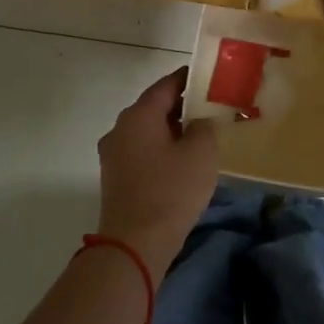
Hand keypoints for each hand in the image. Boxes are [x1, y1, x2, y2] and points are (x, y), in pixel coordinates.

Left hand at [96, 69, 219, 281]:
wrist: (135, 244)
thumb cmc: (171, 191)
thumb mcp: (201, 153)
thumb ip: (203, 126)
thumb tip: (197, 121)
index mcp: (139, 115)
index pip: (166, 85)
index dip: (188, 79)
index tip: (208, 78)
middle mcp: (120, 128)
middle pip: (153, 107)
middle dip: (181, 106)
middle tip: (209, 108)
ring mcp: (113, 154)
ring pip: (147, 131)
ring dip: (170, 130)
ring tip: (199, 136)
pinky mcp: (115, 177)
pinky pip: (141, 152)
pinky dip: (160, 150)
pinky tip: (180, 163)